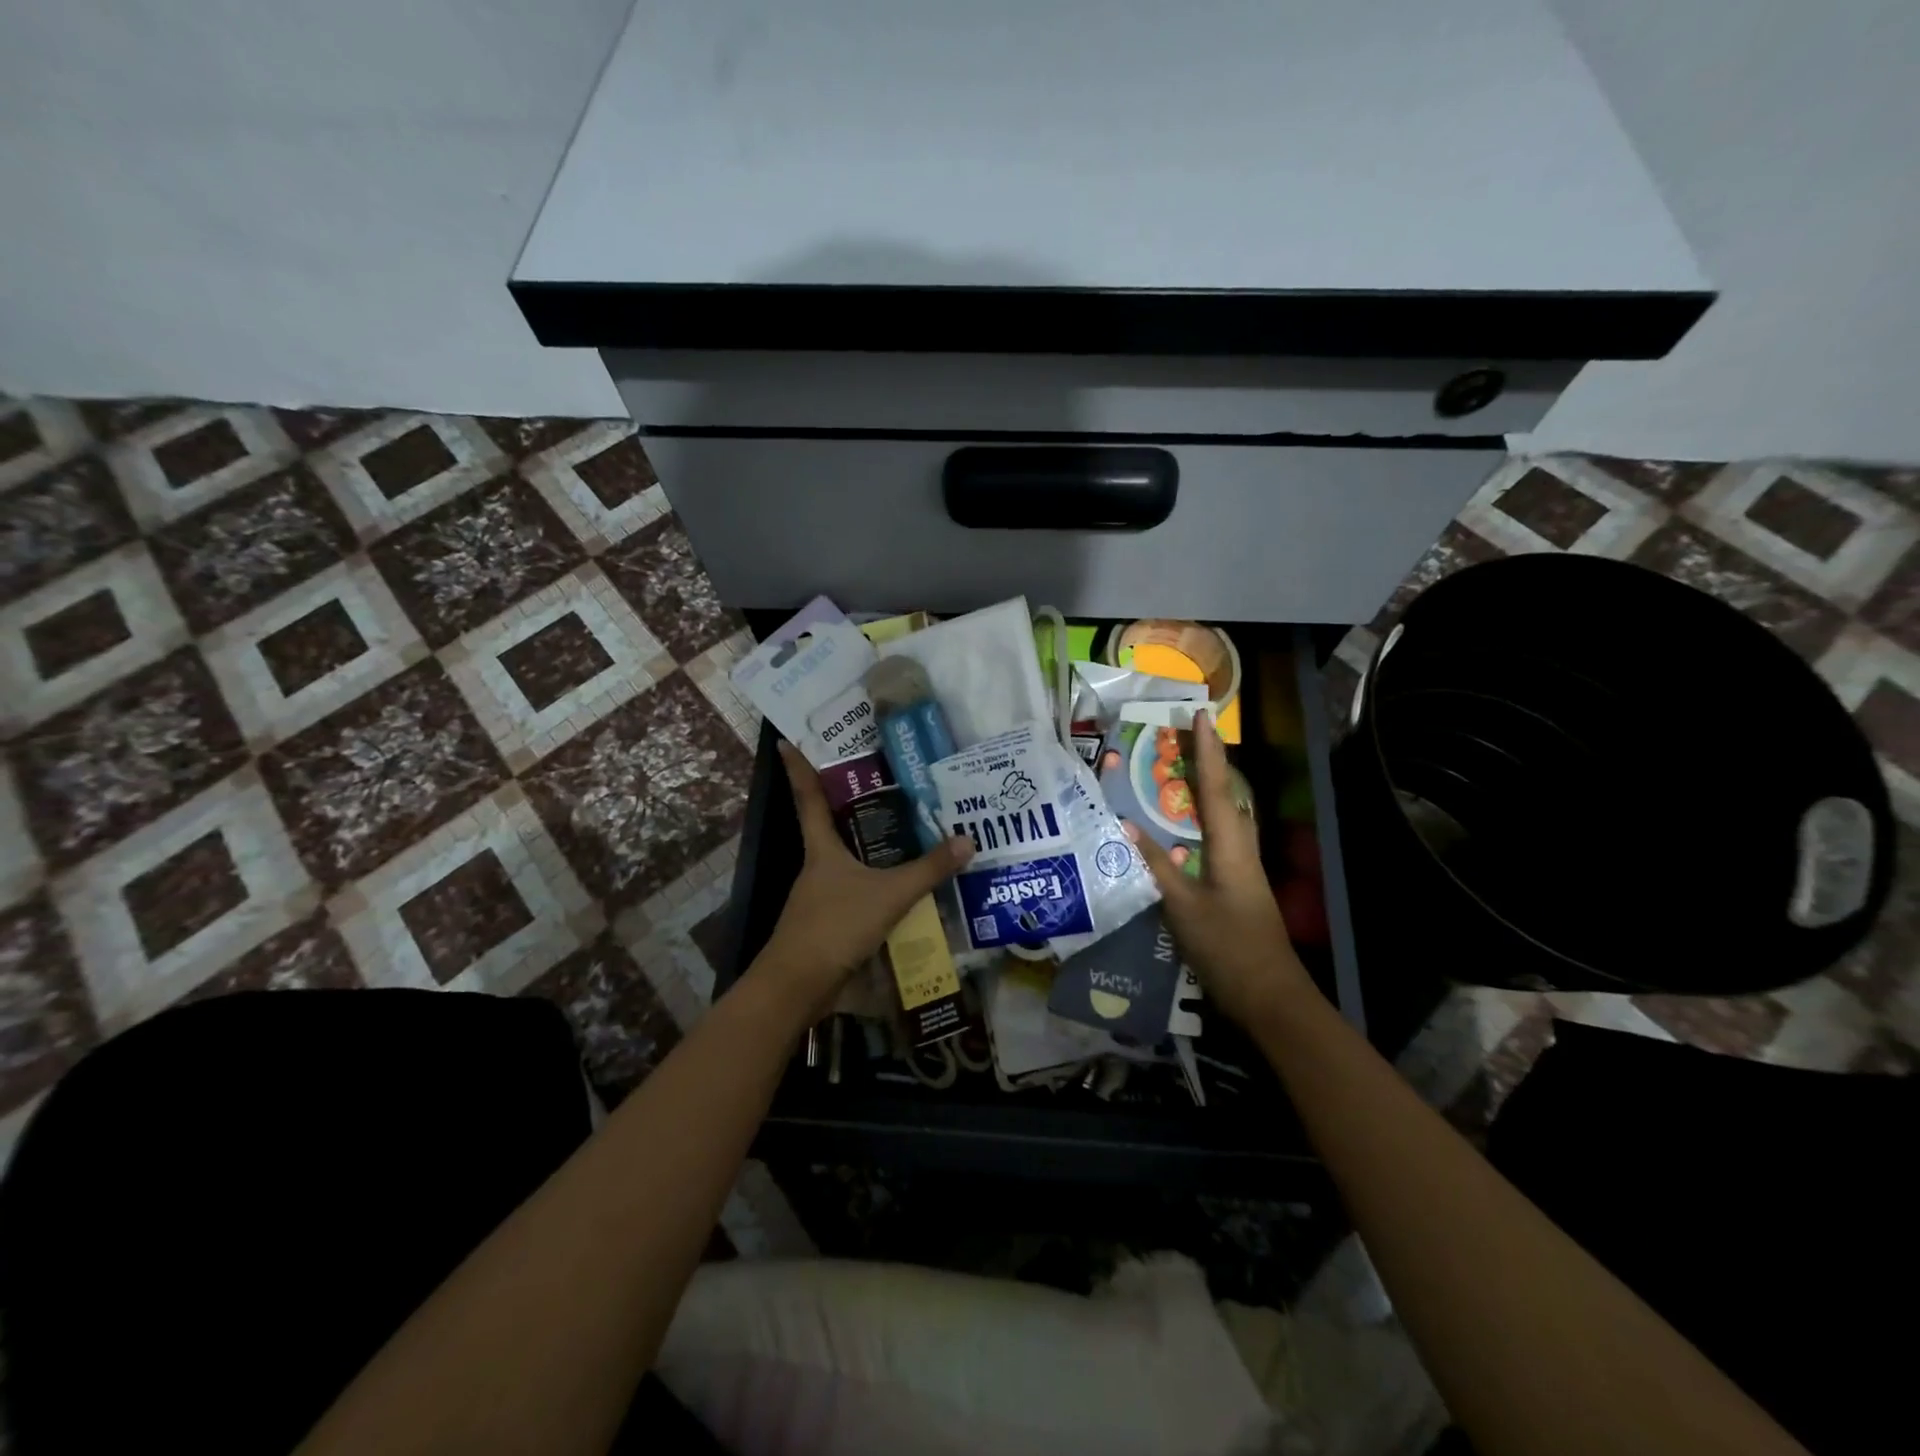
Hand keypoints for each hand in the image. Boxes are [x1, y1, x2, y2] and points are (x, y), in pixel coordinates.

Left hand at [751, 741, 973, 1022]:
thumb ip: (928, 870)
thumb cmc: (836, 926)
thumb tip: (967, 840)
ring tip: (904, 834)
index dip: (799, 769)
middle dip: (851, 807)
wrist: (799, 985)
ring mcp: (820, 896)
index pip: (809, 798)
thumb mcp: (889, 895)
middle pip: (831, 828)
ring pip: (846, 863)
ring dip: (868, 849)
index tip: (786, 741)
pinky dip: (874, 885)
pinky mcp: (829, 923)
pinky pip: (856, 893)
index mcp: (822, 849)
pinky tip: (899, 891)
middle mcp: (817, 867)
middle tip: (881, 784)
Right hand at [1123, 710, 1313, 1029]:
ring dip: (1201, 790)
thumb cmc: (1227, 947)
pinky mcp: (1236, 885)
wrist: (1270, 996)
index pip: (1215, 787)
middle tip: (1179, 737)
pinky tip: (1178, 829)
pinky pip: (1215, 839)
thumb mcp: (1183, 907)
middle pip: (1222, 795)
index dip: (1206, 750)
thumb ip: (1157, 865)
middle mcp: (1240, 848)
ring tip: (1174, 772)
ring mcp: (1241, 868)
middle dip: (1204, 762)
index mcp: (1230, 847)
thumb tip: (1126, 827)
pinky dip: (1197, 821)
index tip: (1200, 714)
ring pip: (1221, 816)